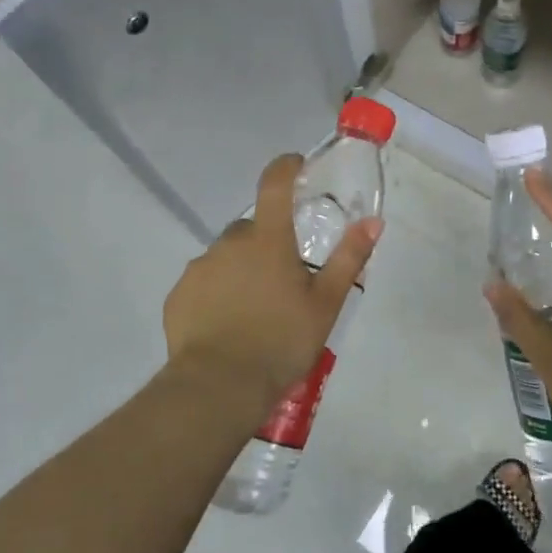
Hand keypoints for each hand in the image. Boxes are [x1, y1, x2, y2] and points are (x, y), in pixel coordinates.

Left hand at [163, 153, 380, 416]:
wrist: (219, 387)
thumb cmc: (281, 342)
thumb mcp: (325, 304)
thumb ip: (348, 258)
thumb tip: (373, 221)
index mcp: (268, 240)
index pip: (274, 185)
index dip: (285, 167)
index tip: (295, 165)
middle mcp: (229, 244)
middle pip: (252, 229)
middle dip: (266, 243)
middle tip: (283, 280)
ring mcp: (199, 268)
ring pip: (226, 256)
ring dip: (241, 269)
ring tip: (255, 309)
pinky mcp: (178, 295)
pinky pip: (204, 282)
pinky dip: (217, 292)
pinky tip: (228, 324)